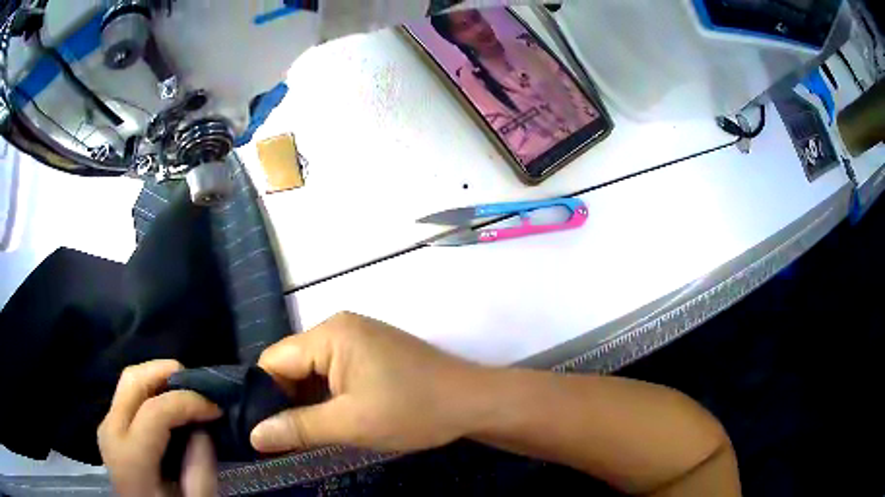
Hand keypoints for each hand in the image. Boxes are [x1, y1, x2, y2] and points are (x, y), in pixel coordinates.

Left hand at [98, 360, 222, 496]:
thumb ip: (201, 467)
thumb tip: (203, 428)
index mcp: (131, 456)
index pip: (155, 409)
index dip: (189, 401)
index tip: (216, 409)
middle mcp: (111, 430)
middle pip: (133, 380)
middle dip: (167, 372)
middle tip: (199, 385)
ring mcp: (107, 425)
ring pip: (129, 382)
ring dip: (159, 380)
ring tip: (187, 395)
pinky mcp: (110, 425)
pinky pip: (128, 395)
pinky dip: (151, 391)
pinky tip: (169, 407)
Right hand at [251, 312, 484, 453]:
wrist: (474, 401)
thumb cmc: (412, 410)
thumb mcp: (349, 423)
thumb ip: (297, 428)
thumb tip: (253, 436)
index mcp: (330, 334)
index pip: (274, 360)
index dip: (264, 395)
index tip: (263, 430)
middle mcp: (340, 328)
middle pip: (293, 364)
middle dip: (286, 400)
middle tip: (285, 438)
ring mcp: (359, 339)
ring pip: (314, 372)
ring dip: (308, 402)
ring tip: (305, 434)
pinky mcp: (373, 353)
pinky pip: (335, 373)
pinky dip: (328, 397)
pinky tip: (332, 420)